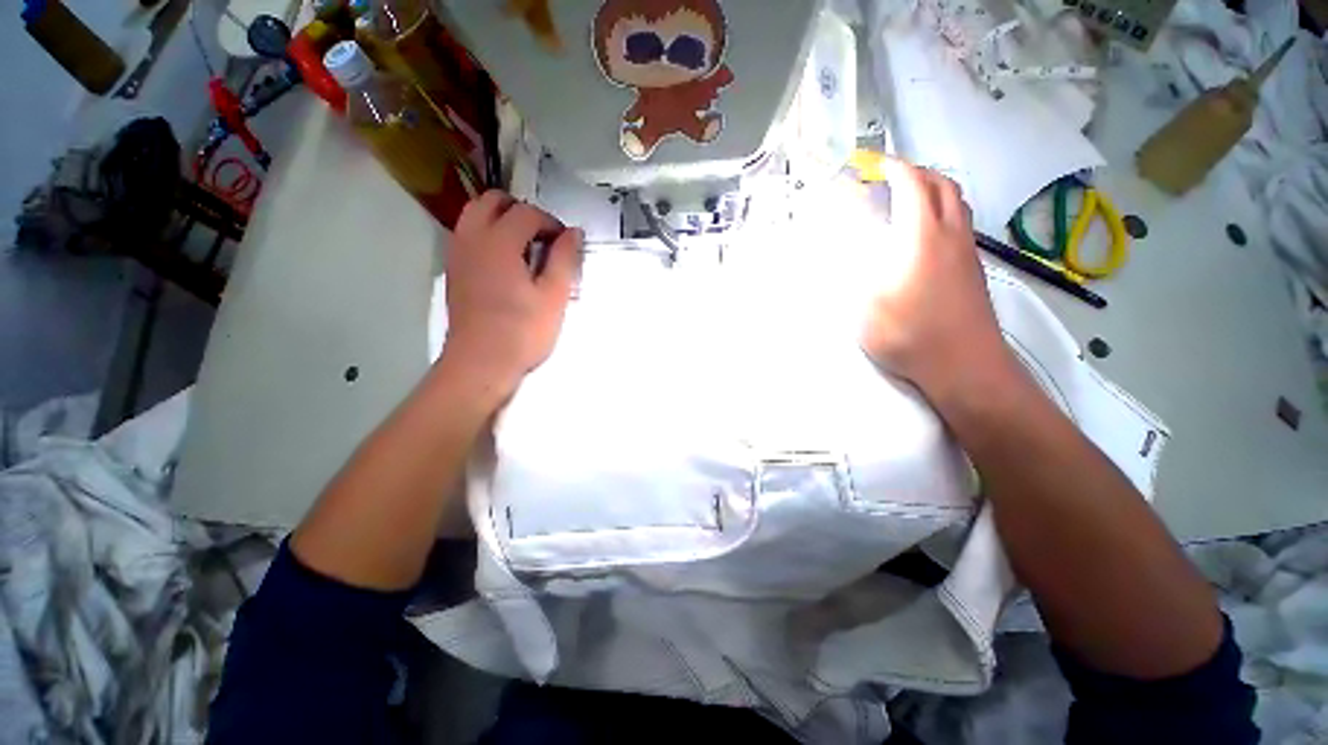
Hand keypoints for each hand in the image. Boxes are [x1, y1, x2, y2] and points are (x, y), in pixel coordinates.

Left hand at [440, 190, 582, 402]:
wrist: (481, 363)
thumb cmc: (522, 332)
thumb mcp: (554, 297)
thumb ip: (564, 259)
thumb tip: (573, 232)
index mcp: (499, 242)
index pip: (526, 213)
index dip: (551, 223)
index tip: (565, 244)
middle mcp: (472, 239)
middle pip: (493, 201)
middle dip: (521, 211)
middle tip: (543, 238)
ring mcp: (457, 254)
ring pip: (475, 214)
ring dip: (501, 221)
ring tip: (525, 248)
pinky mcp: (453, 270)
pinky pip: (468, 235)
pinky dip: (487, 236)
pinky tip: (506, 264)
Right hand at [861, 159, 1013, 402]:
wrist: (966, 367)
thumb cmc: (911, 335)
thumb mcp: (866, 306)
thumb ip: (853, 273)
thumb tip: (845, 247)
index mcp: (922, 237)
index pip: (912, 186)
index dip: (895, 168)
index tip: (877, 163)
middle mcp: (950, 235)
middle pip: (942, 186)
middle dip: (917, 173)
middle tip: (892, 179)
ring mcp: (967, 253)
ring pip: (957, 203)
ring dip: (934, 190)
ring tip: (909, 201)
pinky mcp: (973, 270)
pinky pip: (961, 224)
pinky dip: (944, 212)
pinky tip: (925, 236)